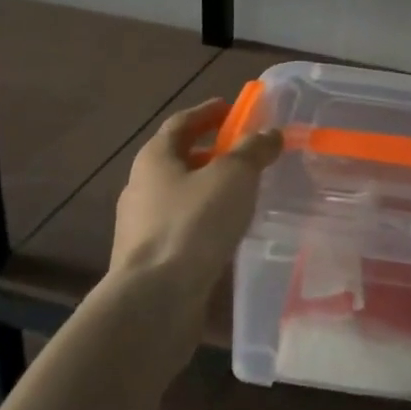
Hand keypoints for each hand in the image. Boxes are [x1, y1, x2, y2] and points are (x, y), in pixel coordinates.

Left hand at [108, 99, 281, 307]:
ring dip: (209, 190)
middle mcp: (141, 188)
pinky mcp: (150, 262)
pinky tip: (229, 233)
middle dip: (210, 153)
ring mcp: (141, 228)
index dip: (207, 112)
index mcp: (155, 159)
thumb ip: (253, 150)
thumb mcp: (233, 176)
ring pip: (180, 197)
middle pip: (178, 160)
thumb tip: (269, 133)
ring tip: (243, 195)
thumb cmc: (193, 224)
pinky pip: (183, 229)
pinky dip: (206, 222)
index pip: (180, 123)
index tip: (230, 108)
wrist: (154, 301)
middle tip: (244, 153)